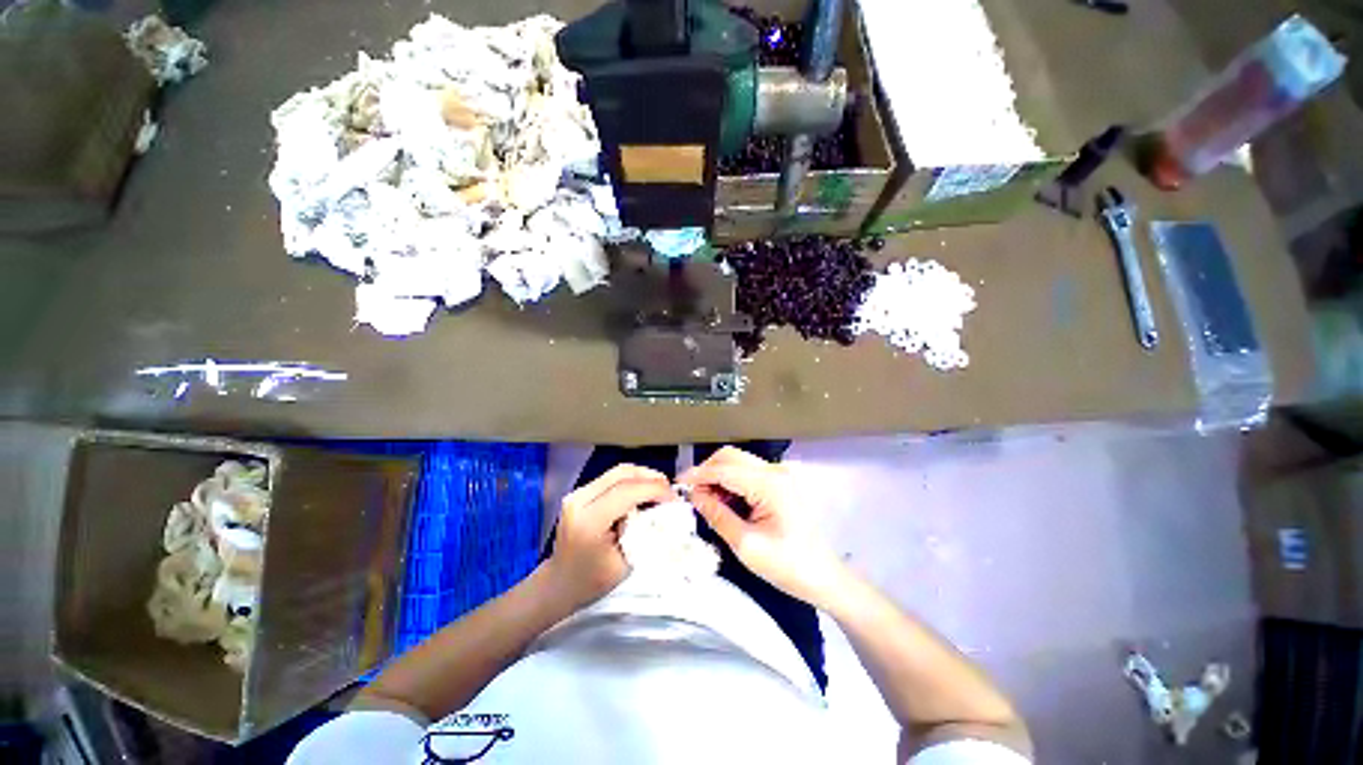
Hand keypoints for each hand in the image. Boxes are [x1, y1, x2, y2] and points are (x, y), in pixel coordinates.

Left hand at [546, 464, 674, 608]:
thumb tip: (663, 512)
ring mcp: (577, 493)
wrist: (560, 583)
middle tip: (670, 490)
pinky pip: (612, 478)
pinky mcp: (580, 492)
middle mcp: (579, 500)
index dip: (654, 489)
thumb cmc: (592, 581)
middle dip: (650, 478)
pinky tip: (643, 492)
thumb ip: (643, 533)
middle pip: (622, 474)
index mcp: (588, 521)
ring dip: (642, 477)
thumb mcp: (625, 563)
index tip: (674, 498)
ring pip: (618, 472)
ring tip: (660, 490)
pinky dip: (631, 481)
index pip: (626, 492)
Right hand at [680, 447, 848, 608]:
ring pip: (737, 462)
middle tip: (691, 494)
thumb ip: (717, 515)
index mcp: (769, 484)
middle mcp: (774, 471)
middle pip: (731, 457)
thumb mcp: (746, 545)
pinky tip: (723, 501)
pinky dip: (730, 482)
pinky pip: (747, 473)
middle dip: (707, 471)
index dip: (698, 475)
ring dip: (718, 476)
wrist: (824, 577)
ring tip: (705, 500)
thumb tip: (694, 496)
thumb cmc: (788, 566)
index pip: (724, 469)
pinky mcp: (778, 483)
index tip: (677, 484)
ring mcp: (778, 475)